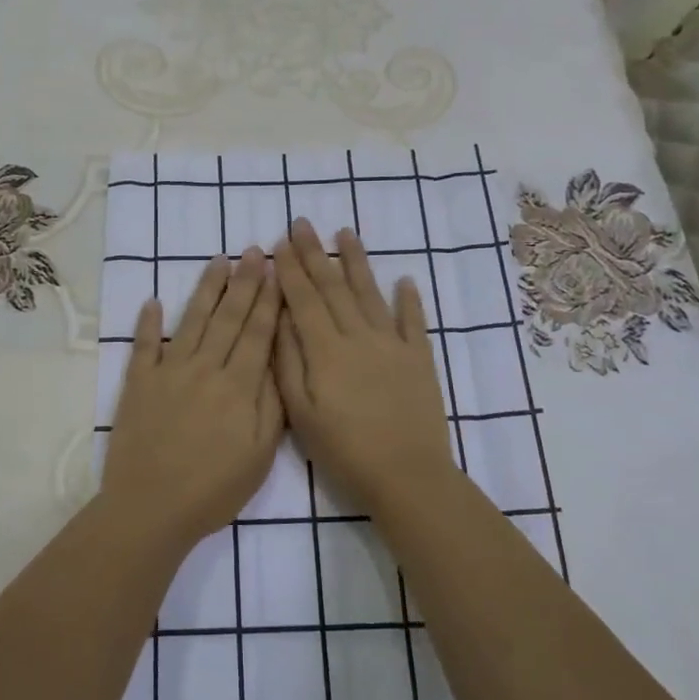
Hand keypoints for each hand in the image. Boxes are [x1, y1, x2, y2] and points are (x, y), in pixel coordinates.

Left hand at [101, 248, 283, 550]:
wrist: (151, 508)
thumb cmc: (214, 489)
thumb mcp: (260, 454)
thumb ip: (271, 404)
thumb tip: (277, 359)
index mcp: (238, 386)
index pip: (257, 333)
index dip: (268, 300)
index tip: (276, 270)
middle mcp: (204, 369)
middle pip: (228, 318)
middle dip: (243, 282)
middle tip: (252, 250)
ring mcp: (168, 372)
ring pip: (191, 321)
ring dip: (206, 289)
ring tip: (217, 260)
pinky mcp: (138, 384)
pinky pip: (144, 346)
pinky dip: (147, 323)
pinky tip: (152, 301)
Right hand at [273, 219, 458, 517]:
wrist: (407, 476)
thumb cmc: (344, 450)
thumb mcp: (300, 413)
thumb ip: (287, 363)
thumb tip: (279, 319)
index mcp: (326, 350)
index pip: (303, 299)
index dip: (290, 269)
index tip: (279, 242)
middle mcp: (359, 337)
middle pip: (333, 287)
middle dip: (315, 254)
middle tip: (303, 223)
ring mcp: (393, 345)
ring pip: (371, 294)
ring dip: (357, 262)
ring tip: (346, 233)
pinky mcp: (420, 360)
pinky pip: (414, 322)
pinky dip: (410, 300)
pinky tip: (405, 279)